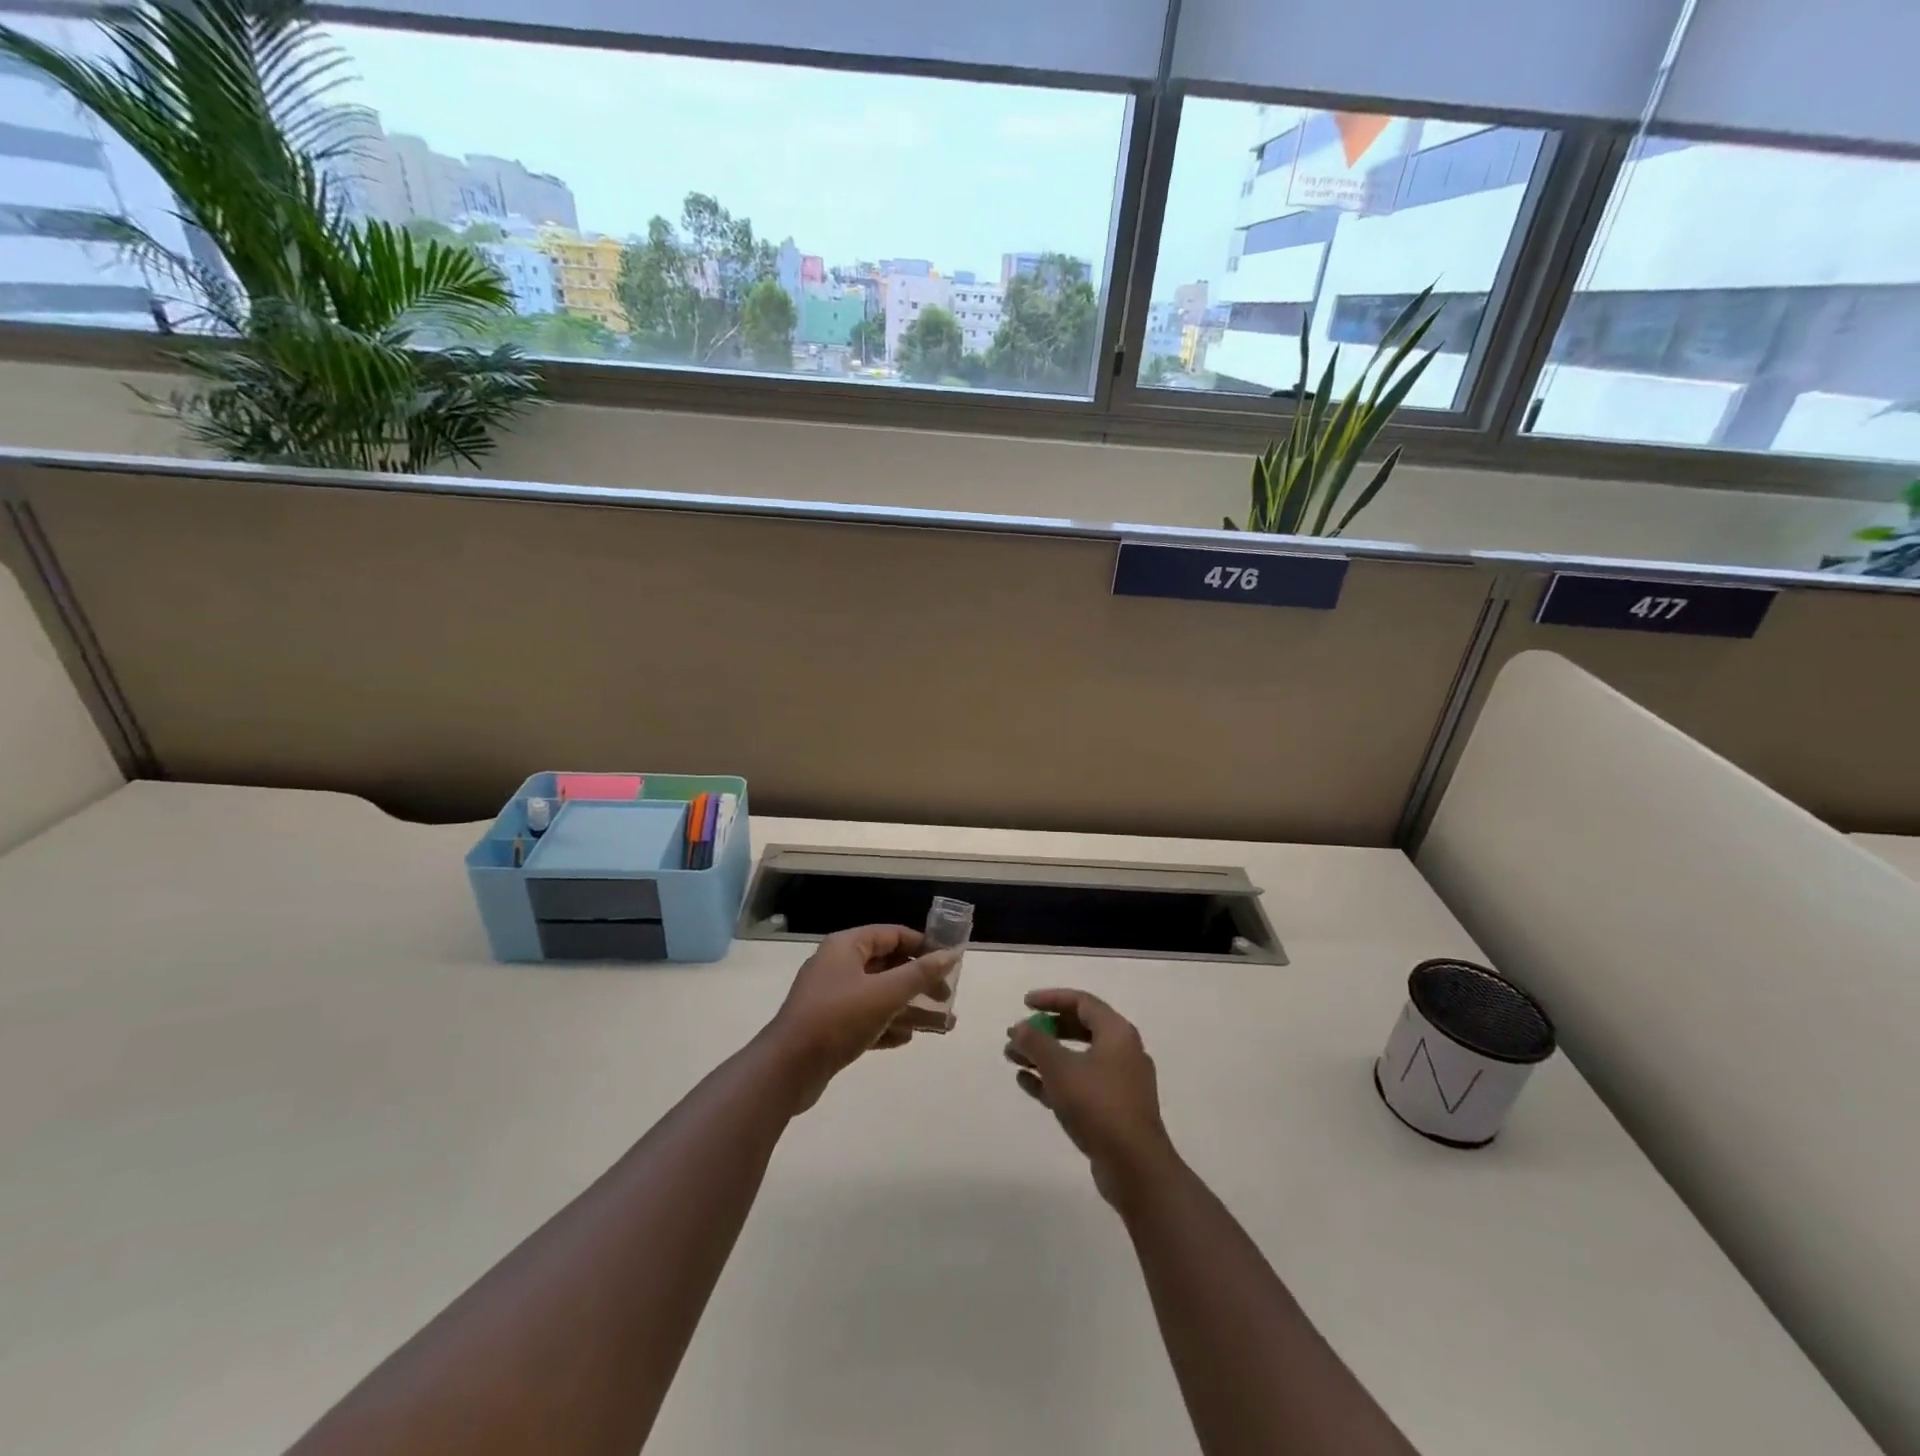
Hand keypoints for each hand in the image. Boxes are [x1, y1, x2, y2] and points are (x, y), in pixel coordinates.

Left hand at [765, 924, 956, 1111]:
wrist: (788, 1068)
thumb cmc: (838, 1018)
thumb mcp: (885, 993)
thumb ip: (920, 974)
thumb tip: (951, 954)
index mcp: (846, 946)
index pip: (892, 935)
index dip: (922, 945)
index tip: (948, 962)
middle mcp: (838, 965)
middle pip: (887, 966)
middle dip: (919, 982)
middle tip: (946, 998)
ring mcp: (832, 997)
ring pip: (879, 995)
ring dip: (909, 1008)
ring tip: (942, 1025)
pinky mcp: (830, 1027)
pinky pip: (866, 1018)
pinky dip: (888, 1025)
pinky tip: (908, 1038)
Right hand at [1005, 989, 1177, 1206]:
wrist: (1135, 1167)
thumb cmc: (1098, 1105)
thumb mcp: (1060, 1068)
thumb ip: (1036, 1042)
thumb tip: (1019, 1027)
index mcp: (1117, 1032)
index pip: (1081, 1002)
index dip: (1051, 999)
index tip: (1024, 1004)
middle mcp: (1122, 1051)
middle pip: (1079, 1029)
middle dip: (1044, 1030)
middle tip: (1017, 1034)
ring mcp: (1119, 1083)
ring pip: (1076, 1058)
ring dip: (1044, 1056)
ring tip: (1012, 1059)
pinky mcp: (1113, 1110)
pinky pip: (1079, 1084)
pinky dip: (1054, 1079)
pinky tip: (1026, 1083)